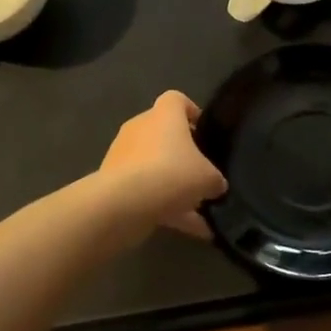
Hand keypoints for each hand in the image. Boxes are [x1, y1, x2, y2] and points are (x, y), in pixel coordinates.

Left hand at [100, 92, 226, 240]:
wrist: (124, 203)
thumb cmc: (172, 173)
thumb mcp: (208, 178)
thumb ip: (215, 179)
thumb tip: (216, 184)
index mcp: (164, 114)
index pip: (177, 100)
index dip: (192, 112)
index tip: (204, 132)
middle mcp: (140, 127)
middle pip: (164, 135)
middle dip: (182, 155)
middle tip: (202, 174)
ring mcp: (123, 155)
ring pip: (154, 166)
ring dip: (174, 186)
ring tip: (200, 210)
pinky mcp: (113, 182)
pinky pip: (145, 191)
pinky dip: (165, 207)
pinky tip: (190, 229)